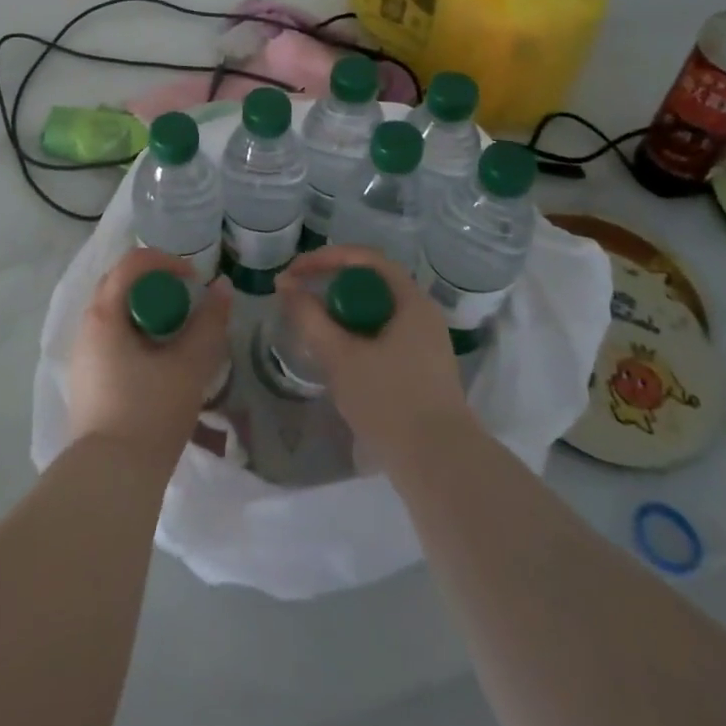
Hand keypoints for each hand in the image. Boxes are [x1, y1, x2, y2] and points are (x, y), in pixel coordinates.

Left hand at [68, 249, 232, 468]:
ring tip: (179, 338)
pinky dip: (139, 339)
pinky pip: (113, 342)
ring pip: (117, 316)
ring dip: (149, 315)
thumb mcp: (189, 365)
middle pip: (121, 286)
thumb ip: (209, 322)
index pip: (132, 263)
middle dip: (157, 288)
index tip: (194, 281)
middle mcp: (86, 328)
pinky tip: (161, 367)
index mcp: (103, 315)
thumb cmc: (149, 413)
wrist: (111, 480)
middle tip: (187, 305)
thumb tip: (221, 287)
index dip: (167, 262)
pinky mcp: (87, 382)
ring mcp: (83, 356)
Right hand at [276, 245, 467, 460]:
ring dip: (340, 315)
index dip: (326, 258)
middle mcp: (422, 315)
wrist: (440, 466)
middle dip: (330, 287)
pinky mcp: (421, 371)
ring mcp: (425, 345)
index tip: (295, 272)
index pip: (365, 259)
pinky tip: (336, 360)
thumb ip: (309, 317)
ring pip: (374, 314)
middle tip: (299, 300)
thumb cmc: (390, 401)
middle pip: (369, 284)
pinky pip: (382, 337)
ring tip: (311, 331)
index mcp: (411, 301)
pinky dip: (355, 338)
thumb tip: (286, 286)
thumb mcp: (340, 356)